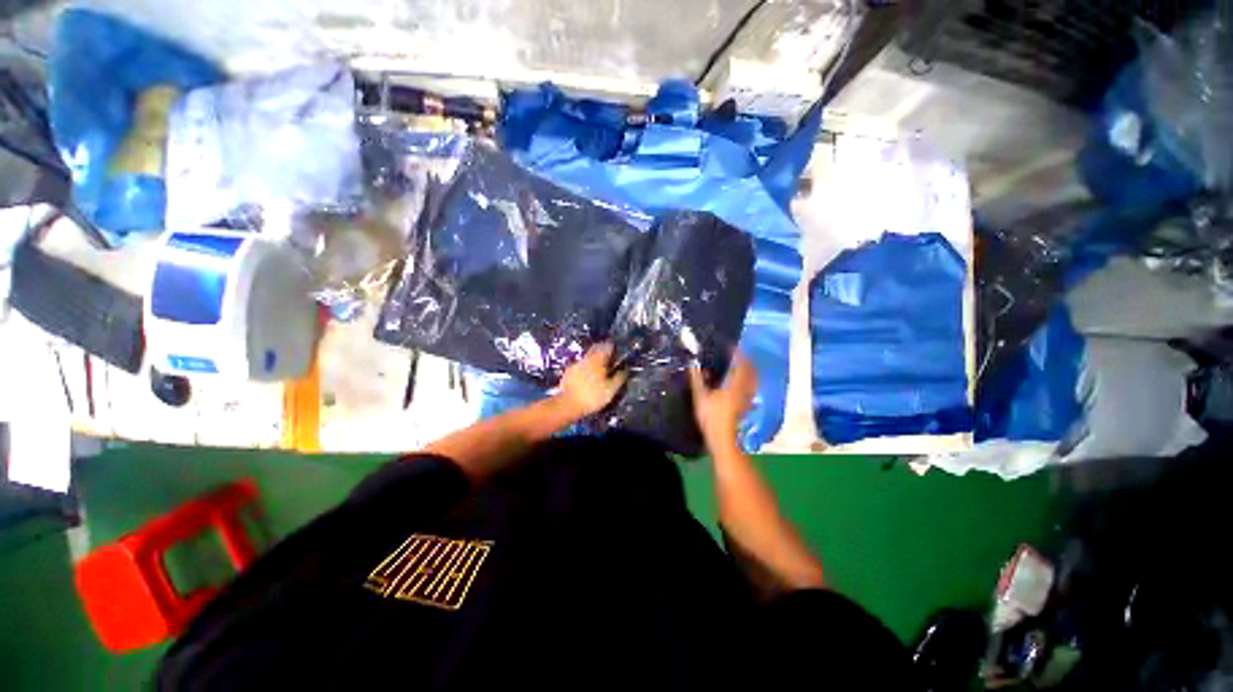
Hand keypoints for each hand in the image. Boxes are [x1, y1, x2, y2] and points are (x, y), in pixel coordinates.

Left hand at [558, 343, 627, 417]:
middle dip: (602, 350)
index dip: (612, 347)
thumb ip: (619, 378)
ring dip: (593, 358)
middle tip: (607, 355)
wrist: (568, 405)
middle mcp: (587, 359)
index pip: (607, 347)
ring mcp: (576, 364)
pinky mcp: (568, 372)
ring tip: (598, 365)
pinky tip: (586, 374)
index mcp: (598, 360)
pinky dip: (584, 366)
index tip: (616, 350)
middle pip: (595, 348)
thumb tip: (624, 370)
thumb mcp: (610, 390)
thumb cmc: (592, 397)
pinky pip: (579, 364)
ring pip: (587, 356)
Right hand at [688, 352, 756, 449]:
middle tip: (737, 353)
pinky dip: (746, 380)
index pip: (741, 364)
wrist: (724, 440)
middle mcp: (745, 390)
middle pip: (750, 371)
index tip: (731, 346)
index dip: (737, 353)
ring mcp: (748, 399)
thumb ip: (697, 379)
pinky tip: (738, 382)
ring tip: (738, 365)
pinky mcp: (746, 406)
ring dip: (747, 370)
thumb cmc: (712, 418)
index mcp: (735, 385)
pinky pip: (750, 387)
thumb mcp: (700, 397)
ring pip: (752, 380)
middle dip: (745, 360)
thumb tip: (692, 365)